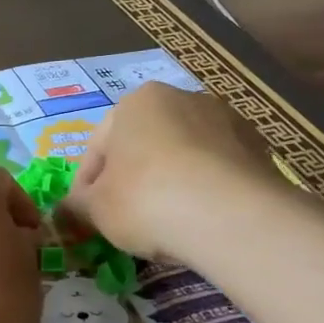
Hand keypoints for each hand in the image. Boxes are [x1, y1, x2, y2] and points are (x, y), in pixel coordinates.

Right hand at [64, 81, 289, 261]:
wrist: (229, 216)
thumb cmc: (145, 199)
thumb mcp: (95, 208)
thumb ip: (77, 205)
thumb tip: (65, 209)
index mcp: (136, 102)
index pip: (98, 147)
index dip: (86, 185)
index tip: (85, 216)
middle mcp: (182, 98)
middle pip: (143, 145)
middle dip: (131, 179)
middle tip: (122, 219)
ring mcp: (226, 120)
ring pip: (182, 157)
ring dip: (168, 183)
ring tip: (163, 224)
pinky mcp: (258, 148)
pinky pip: (216, 172)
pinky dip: (203, 192)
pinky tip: (197, 222)